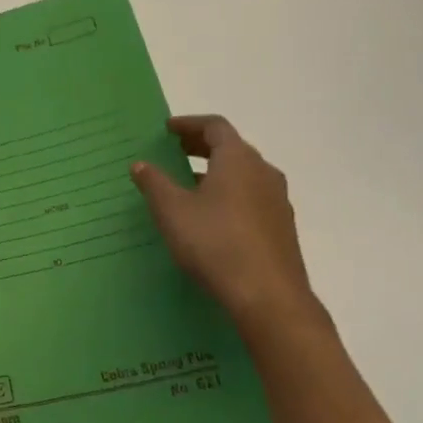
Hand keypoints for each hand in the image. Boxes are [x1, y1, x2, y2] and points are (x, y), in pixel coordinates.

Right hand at [130, 116, 323, 333]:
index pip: (215, 127)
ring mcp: (277, 201)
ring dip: (216, 171)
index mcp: (238, 159)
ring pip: (244, 174)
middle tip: (175, 151)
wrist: (269, 298)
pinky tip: (212, 216)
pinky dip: (229, 194)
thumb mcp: (172, 210)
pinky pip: (252, 197)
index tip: (168, 130)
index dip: (189, 124)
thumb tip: (141, 164)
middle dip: (202, 146)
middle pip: (232, 148)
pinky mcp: (282, 228)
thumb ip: (154, 183)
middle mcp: (263, 172)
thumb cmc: (215, 243)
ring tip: (189, 184)